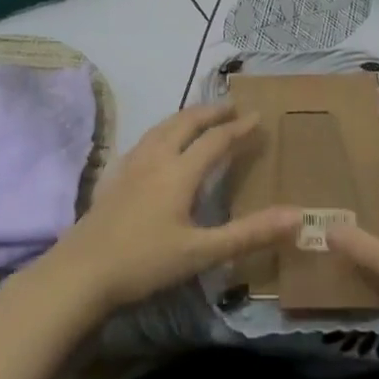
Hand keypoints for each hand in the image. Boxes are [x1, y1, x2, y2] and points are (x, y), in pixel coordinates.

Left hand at [34, 102, 300, 320]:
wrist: (81, 272)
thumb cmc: (145, 262)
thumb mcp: (202, 252)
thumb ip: (249, 234)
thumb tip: (297, 216)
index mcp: (179, 172)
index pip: (216, 140)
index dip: (239, 128)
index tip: (258, 116)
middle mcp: (156, 158)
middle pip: (185, 123)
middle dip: (210, 112)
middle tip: (230, 107)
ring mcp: (130, 165)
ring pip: (161, 127)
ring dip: (184, 117)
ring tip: (198, 117)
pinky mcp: (113, 176)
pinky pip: (143, 140)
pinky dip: (161, 132)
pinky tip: (156, 146)